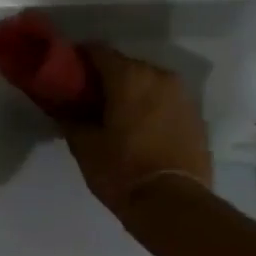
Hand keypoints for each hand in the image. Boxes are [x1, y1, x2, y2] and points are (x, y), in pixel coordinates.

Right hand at [60, 43, 212, 215]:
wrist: (174, 204)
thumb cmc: (122, 171)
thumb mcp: (85, 147)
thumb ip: (70, 119)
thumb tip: (60, 107)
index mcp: (130, 76)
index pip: (98, 51)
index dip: (78, 59)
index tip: (65, 74)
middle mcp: (160, 76)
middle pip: (126, 66)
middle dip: (106, 79)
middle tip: (88, 100)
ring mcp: (183, 96)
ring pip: (148, 84)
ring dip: (130, 94)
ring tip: (115, 118)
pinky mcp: (196, 116)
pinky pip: (165, 102)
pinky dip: (150, 108)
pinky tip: (139, 131)